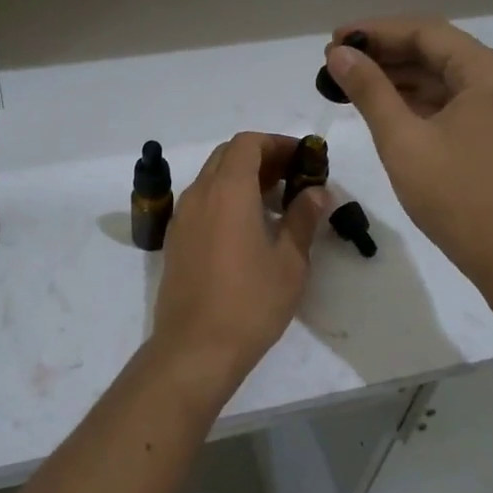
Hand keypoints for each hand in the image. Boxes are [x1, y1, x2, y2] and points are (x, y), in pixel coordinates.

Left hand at [150, 132, 329, 400]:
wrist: (195, 348)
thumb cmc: (250, 302)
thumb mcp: (290, 261)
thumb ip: (303, 218)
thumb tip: (317, 192)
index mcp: (228, 191)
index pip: (248, 143)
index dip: (277, 143)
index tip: (303, 159)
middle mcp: (199, 194)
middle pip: (228, 156)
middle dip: (261, 158)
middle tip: (293, 179)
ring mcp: (182, 218)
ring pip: (212, 178)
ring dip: (243, 179)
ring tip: (275, 204)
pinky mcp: (176, 240)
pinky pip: (202, 202)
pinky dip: (225, 199)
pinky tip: (248, 229)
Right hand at [323, 19, 492, 287]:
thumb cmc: (456, 196)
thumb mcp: (403, 140)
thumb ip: (369, 91)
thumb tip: (339, 54)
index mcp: (488, 73)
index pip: (426, 32)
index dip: (376, 31)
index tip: (334, 40)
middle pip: (435, 51)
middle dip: (384, 53)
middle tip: (335, 62)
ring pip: (441, 77)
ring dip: (397, 77)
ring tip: (349, 82)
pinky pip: (449, 102)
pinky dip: (415, 101)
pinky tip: (381, 106)